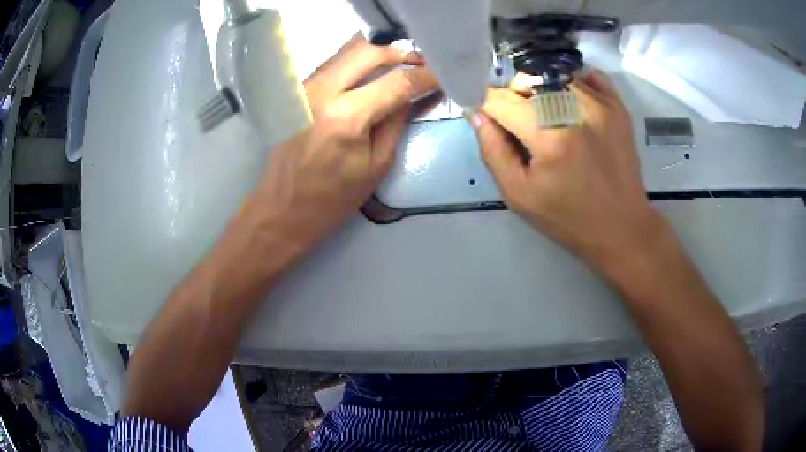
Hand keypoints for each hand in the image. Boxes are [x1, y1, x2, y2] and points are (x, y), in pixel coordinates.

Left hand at [254, 34, 438, 251]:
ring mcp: (304, 87)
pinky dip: (356, 63)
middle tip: (420, 65)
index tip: (442, 75)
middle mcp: (321, 91)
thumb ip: (397, 121)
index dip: (425, 75)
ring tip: (399, 67)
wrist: (282, 208)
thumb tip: (414, 93)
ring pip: (347, 51)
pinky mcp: (296, 91)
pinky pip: (333, 63)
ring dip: (378, 54)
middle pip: (369, 51)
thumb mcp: (377, 165)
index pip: (396, 82)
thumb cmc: (332, 198)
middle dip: (400, 54)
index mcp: (346, 117)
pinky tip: (369, 75)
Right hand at [469, 71, 662, 267]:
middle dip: (514, 98)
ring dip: (542, 91)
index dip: (487, 107)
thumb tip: (477, 114)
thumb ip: (493, 151)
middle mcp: (575, 109)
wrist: (622, 227)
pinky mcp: (617, 105)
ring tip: (549, 118)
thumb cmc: (568, 218)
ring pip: (553, 75)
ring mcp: (600, 103)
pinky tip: (572, 105)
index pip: (500, 100)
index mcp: (549, 136)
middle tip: (522, 126)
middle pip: (526, 80)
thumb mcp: (519, 195)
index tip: (489, 121)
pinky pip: (586, 75)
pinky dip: (572, 83)